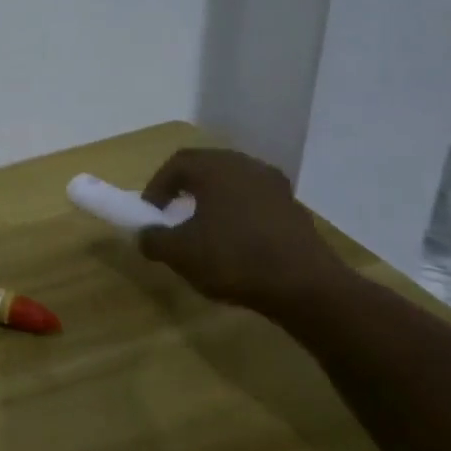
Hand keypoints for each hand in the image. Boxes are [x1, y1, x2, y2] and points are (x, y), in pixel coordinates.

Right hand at [136, 149, 346, 314]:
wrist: (305, 286)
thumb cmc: (233, 259)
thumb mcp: (179, 253)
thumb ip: (153, 239)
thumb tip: (145, 235)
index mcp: (216, 168)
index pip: (177, 163)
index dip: (156, 186)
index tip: (150, 213)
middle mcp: (246, 166)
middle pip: (206, 168)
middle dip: (184, 189)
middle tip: (172, 216)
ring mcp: (275, 186)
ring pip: (232, 183)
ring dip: (212, 201)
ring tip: (202, 230)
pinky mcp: (293, 208)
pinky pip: (255, 201)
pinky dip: (237, 213)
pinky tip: (234, 242)